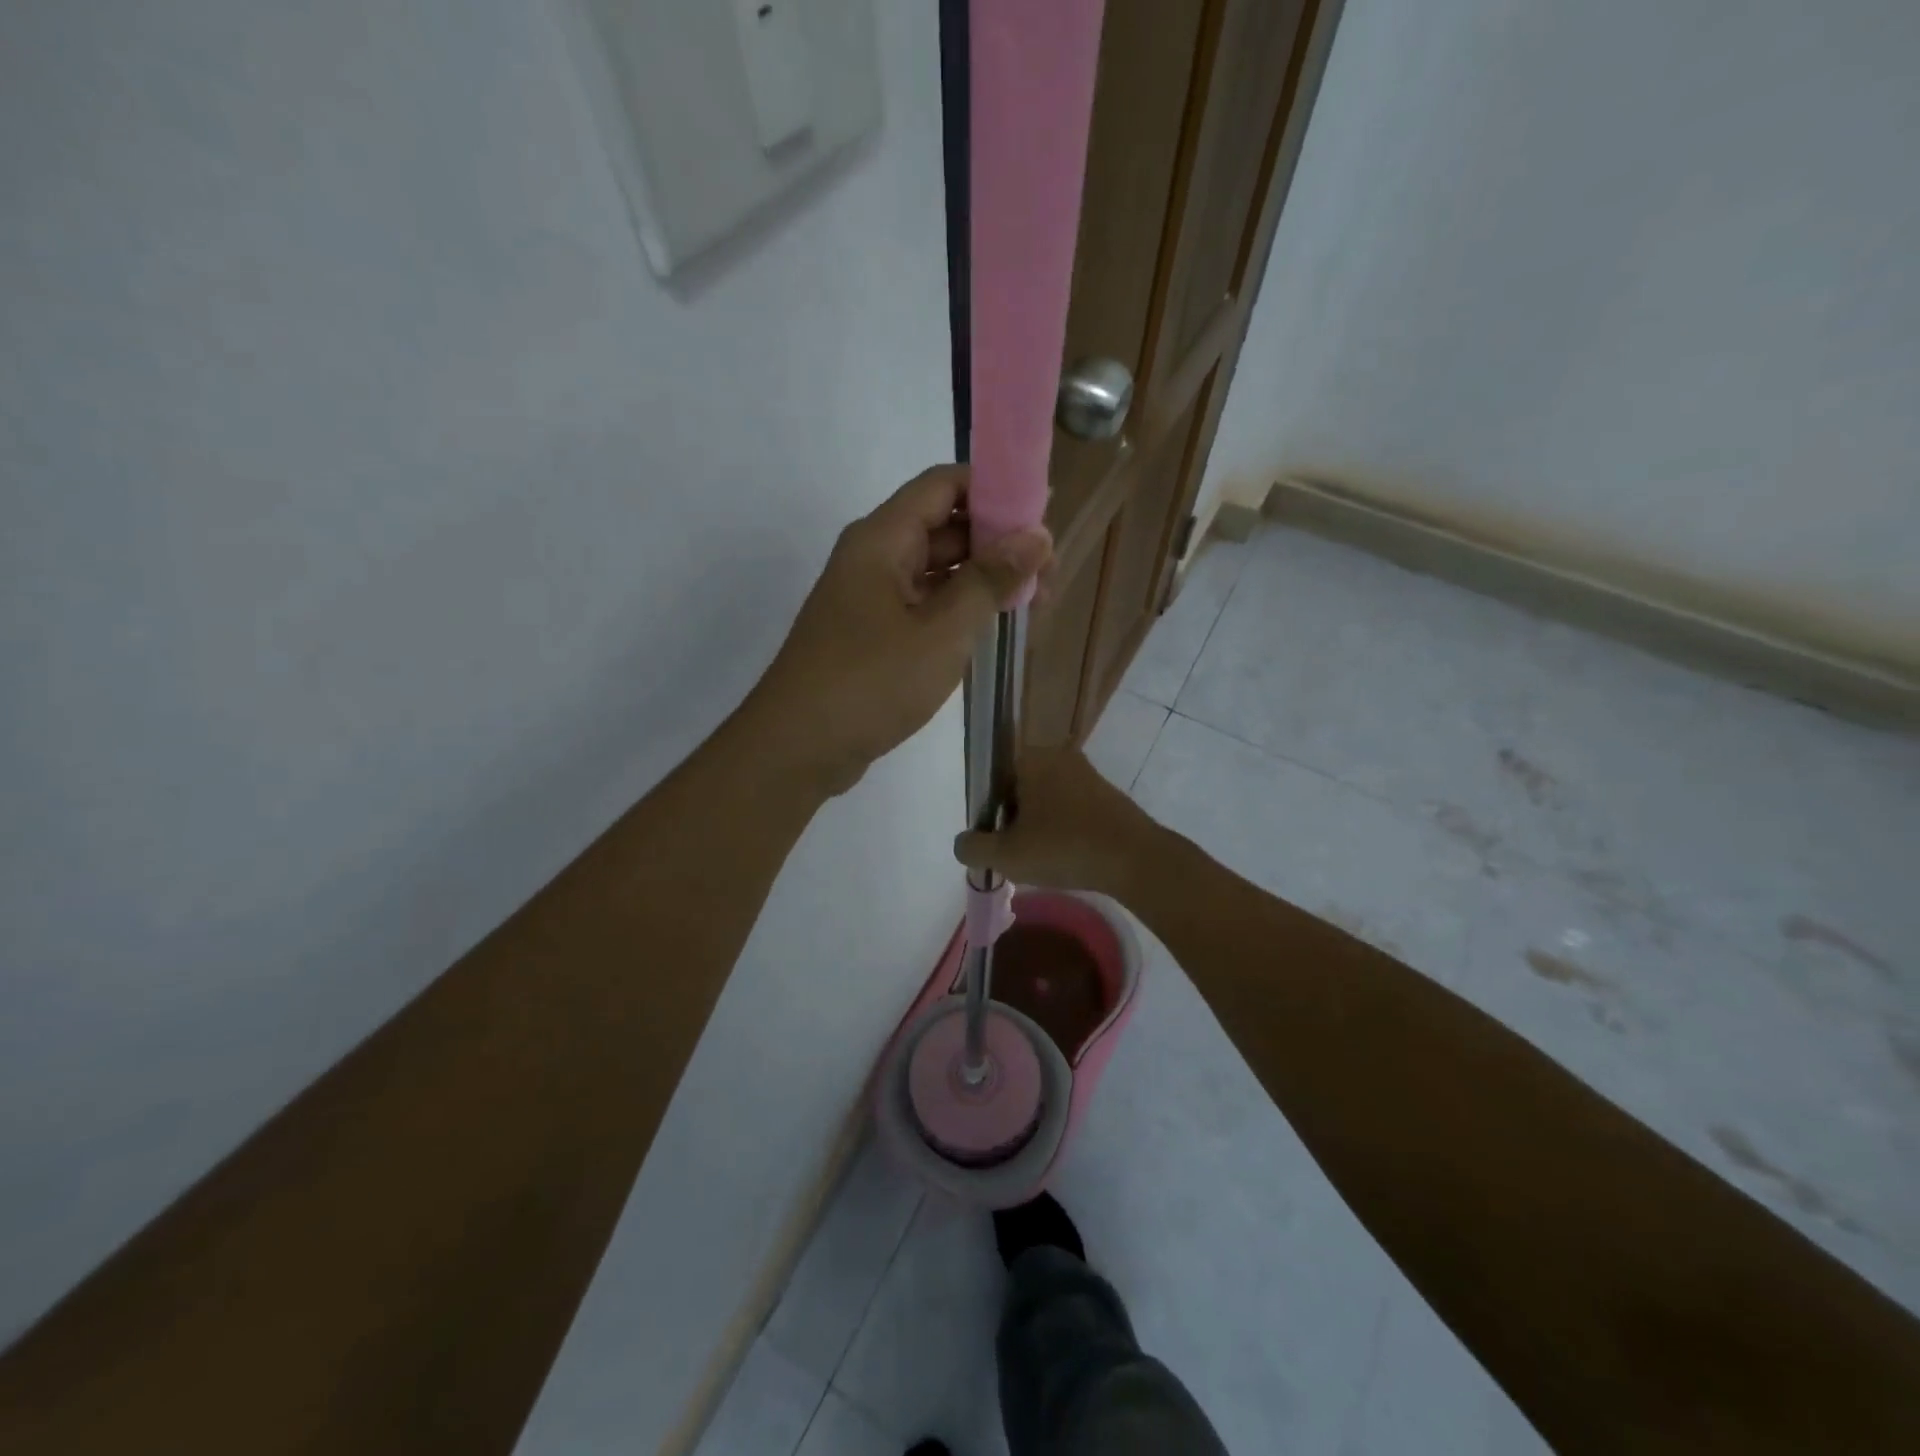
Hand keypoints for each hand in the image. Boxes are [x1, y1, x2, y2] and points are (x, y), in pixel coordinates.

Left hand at [752, 466, 1051, 795]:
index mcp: (882, 539)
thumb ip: (989, 580)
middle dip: (997, 541)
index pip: (943, 485)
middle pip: (943, 526)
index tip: (1042, 513)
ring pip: (936, 570)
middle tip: (1049, 570)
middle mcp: (874, 557)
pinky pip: (922, 604)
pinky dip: (958, 609)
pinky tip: (992, 627)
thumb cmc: (870, 682)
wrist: (797, 748)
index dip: (994, 489)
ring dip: (982, 579)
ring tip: (1034, 602)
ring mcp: (870, 597)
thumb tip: (1037, 536)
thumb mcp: (941, 631)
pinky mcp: (871, 633)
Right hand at [952, 748, 1156, 895]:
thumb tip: (964, 842)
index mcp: (1030, 757)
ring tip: (1042, 860)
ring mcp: (1086, 773)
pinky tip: (1068, 857)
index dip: (989, 813)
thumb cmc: (1064, 848)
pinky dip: (1064, 830)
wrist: (1135, 860)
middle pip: (1019, 789)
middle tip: (1017, 854)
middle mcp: (1058, 755)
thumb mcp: (1006, 855)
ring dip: (1039, 827)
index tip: (996, 840)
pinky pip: (1071, 809)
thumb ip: (973, 847)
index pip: (994, 779)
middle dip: (1014, 821)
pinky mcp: (1107, 794)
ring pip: (1046, 801)